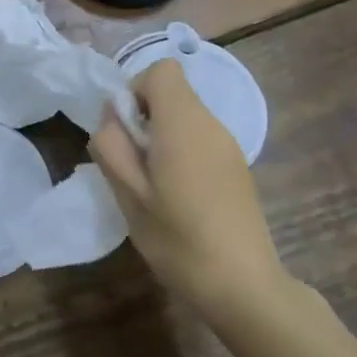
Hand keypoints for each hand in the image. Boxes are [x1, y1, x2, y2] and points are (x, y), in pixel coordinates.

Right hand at [90, 59, 287, 316]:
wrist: (244, 287)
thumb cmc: (178, 239)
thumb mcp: (128, 195)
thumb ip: (111, 146)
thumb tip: (112, 117)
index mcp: (183, 123)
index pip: (162, 70)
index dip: (136, 90)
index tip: (127, 131)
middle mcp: (211, 124)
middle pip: (173, 93)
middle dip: (145, 117)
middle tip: (134, 165)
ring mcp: (229, 146)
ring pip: (186, 117)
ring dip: (162, 137)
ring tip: (154, 185)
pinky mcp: (237, 167)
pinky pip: (201, 139)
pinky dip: (182, 153)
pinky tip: (180, 197)